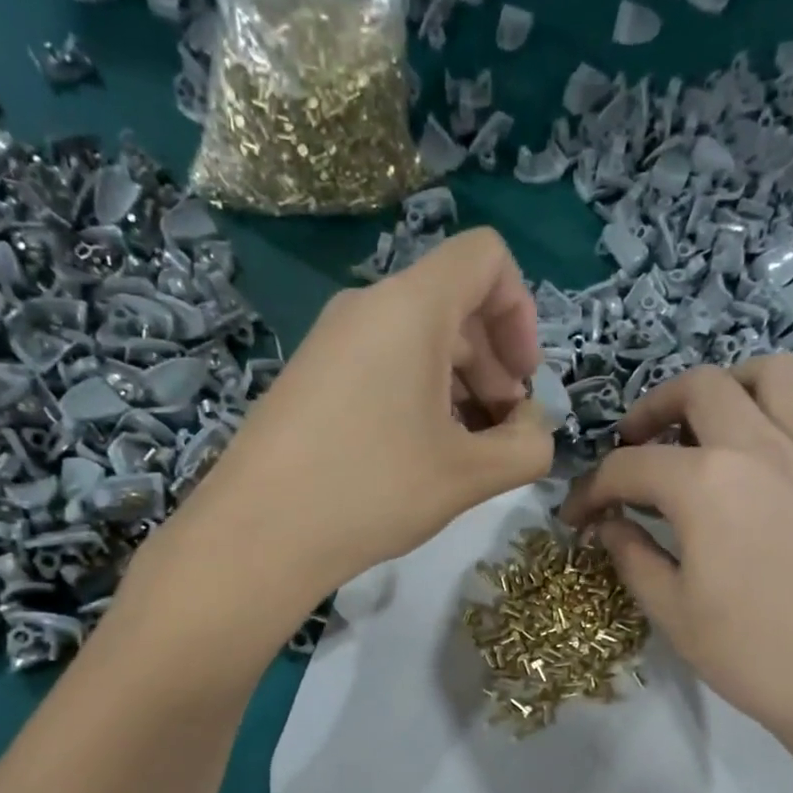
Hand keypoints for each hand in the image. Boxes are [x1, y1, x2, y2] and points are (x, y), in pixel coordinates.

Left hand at [164, 228, 554, 605]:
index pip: (485, 258)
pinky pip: (381, 364)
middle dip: (495, 363)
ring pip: (418, 339)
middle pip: (454, 304)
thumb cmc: (374, 491)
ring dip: (459, 386)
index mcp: (411, 308)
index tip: (523, 379)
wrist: (258, 534)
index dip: (521, 310)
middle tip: (502, 432)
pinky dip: (417, 396)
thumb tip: (534, 431)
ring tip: (465, 452)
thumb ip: (527, 447)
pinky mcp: (310, 376)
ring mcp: (331, 340)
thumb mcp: (470, 475)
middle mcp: (367, 306)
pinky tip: (419, 457)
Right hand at [559, 356, 792, 763]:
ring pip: (774, 374)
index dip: (590, 490)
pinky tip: (769, 451)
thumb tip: (610, 525)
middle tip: (635, 446)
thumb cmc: (753, 652)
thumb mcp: (672, 611)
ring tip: (708, 425)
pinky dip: (788, 412)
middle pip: (699, 387)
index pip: (628, 466)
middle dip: (652, 409)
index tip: (575, 517)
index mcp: (704, 482)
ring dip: (731, 386)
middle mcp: (758, 447)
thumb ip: (633, 556)